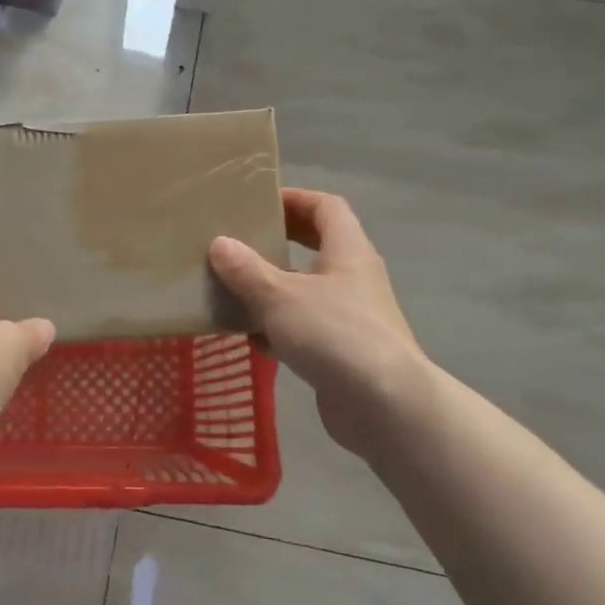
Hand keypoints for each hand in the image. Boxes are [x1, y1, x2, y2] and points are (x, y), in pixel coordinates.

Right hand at [209, 188, 434, 465]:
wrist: (385, 406)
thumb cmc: (334, 333)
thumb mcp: (280, 296)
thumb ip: (247, 269)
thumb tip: (220, 243)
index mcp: (347, 250)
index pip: (326, 207)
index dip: (295, 198)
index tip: (259, 202)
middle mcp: (353, 277)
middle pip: (317, 246)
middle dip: (279, 242)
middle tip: (241, 242)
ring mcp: (351, 315)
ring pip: (307, 290)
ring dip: (273, 289)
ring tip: (234, 291)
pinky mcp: (343, 351)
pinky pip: (306, 328)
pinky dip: (280, 329)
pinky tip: (253, 341)